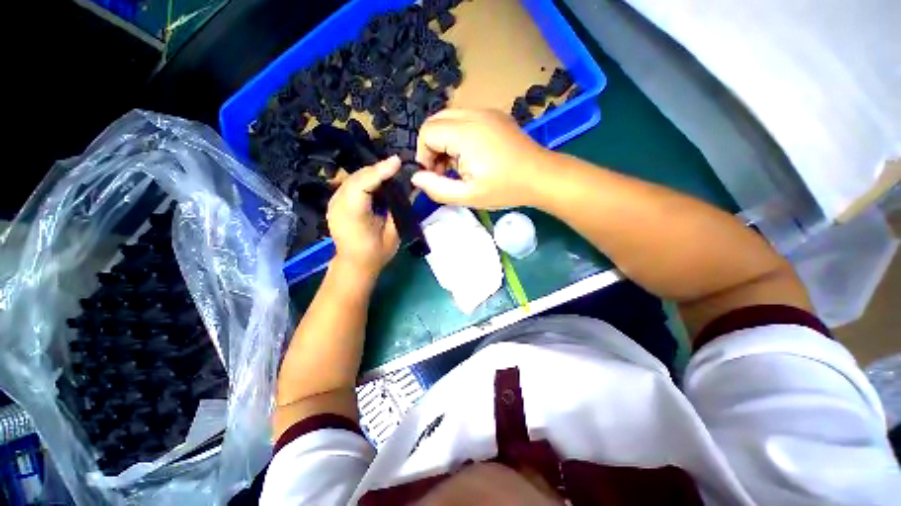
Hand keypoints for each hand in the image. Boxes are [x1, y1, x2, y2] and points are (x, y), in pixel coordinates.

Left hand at [327, 156, 400, 277]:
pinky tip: (377, 181)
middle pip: (357, 177)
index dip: (380, 171)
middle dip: (377, 169)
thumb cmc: (376, 253)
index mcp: (353, 215)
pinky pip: (350, 184)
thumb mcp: (393, 233)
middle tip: (397, 166)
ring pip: (352, 178)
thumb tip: (411, 189)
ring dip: (371, 173)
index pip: (363, 184)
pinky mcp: (335, 203)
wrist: (354, 264)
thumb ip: (398, 209)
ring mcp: (333, 203)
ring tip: (389, 171)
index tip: (397, 161)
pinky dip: (365, 179)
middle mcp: (338, 205)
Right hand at [413, 109, 549, 208]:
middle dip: (432, 146)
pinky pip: (465, 119)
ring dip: (445, 140)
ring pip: (449, 118)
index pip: (427, 132)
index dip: (424, 155)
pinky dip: (459, 135)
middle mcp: (473, 114)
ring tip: (458, 165)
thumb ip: (437, 188)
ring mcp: (486, 112)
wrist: (541, 176)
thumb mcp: (468, 196)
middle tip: (444, 171)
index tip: (436, 175)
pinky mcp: (495, 115)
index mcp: (465, 133)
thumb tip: (416, 177)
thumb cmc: (505, 189)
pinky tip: (471, 154)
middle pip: (435, 121)